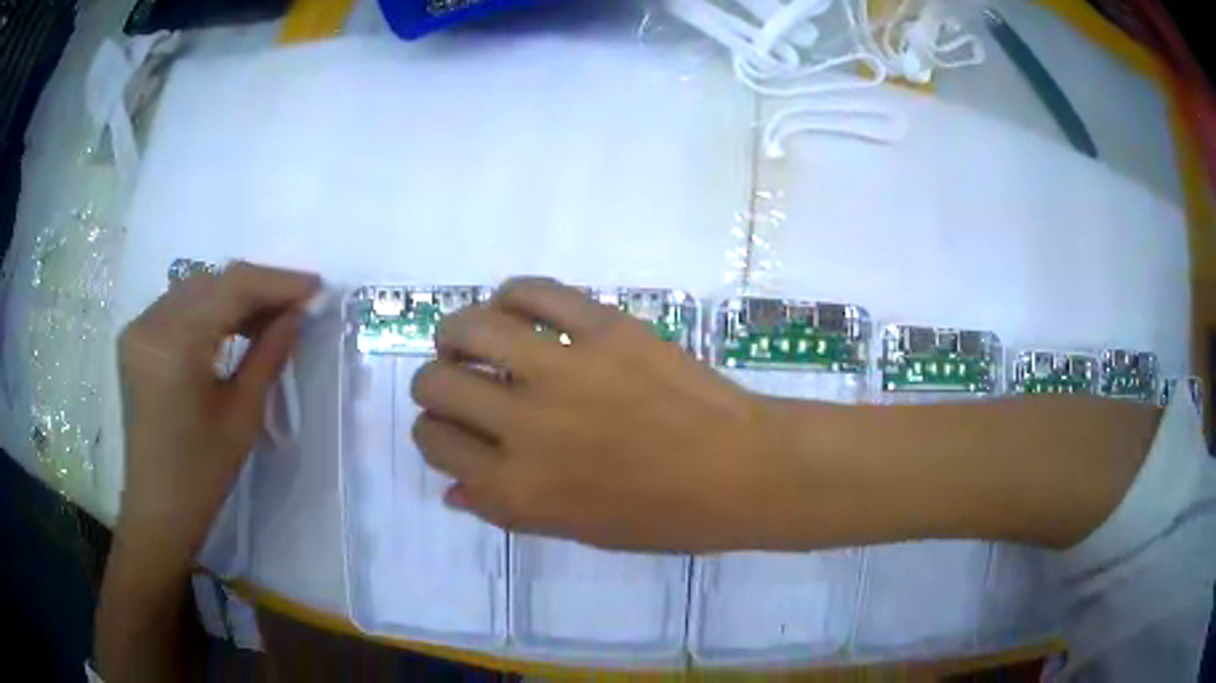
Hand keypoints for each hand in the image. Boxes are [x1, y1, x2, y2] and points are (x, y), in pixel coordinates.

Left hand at [116, 262, 318, 565]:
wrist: (158, 509)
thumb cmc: (202, 475)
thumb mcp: (242, 416)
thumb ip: (268, 355)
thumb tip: (297, 315)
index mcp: (176, 344)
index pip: (233, 288)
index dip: (278, 282)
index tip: (317, 286)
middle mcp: (151, 322)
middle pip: (214, 281)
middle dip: (259, 288)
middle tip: (297, 304)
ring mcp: (139, 327)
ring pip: (197, 288)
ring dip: (235, 296)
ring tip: (270, 315)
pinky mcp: (136, 337)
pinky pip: (179, 305)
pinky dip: (210, 309)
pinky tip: (232, 325)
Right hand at [410, 278, 802, 552]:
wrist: (742, 471)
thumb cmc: (665, 517)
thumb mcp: (575, 531)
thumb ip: (505, 510)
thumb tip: (452, 490)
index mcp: (517, 487)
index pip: (435, 443)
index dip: (433, 433)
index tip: (450, 426)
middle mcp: (525, 427)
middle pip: (436, 383)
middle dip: (434, 382)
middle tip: (457, 380)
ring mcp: (564, 369)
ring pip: (469, 328)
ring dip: (457, 332)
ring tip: (473, 339)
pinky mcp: (604, 327)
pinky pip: (533, 292)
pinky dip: (513, 295)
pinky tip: (517, 308)